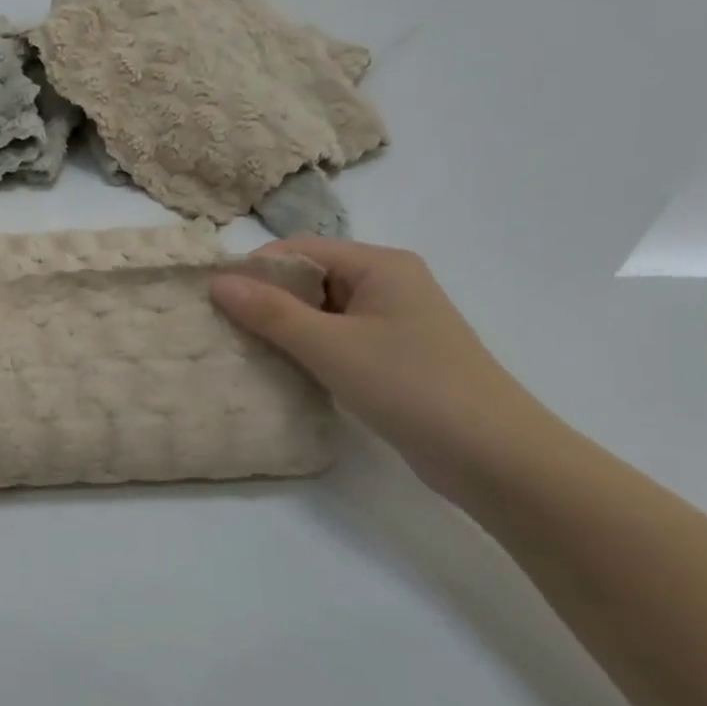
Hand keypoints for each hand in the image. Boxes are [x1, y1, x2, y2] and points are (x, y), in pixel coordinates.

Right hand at [211, 239, 554, 494]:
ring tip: (241, 348)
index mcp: (380, 265)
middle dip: (265, 298)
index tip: (212, 297)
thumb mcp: (330, 346)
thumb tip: (218, 281)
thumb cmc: (410, 386)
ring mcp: (393, 322)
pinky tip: (280, 369)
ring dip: (283, 327)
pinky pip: (336, 338)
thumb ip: (271, 312)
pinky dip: (306, 348)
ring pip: (321, 311)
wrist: (493, 456)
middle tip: (220, 325)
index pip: (301, 249)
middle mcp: (388, 284)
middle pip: (310, 277)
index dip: (254, 268)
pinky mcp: (393, 356)